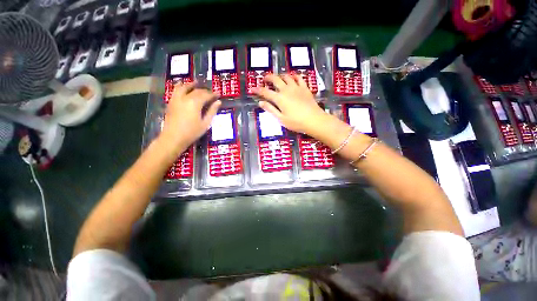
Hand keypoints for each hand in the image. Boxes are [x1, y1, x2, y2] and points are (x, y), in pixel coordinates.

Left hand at [160, 81, 220, 152]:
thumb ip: (212, 111)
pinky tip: (183, 87)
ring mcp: (176, 99)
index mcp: (195, 103)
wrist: (173, 138)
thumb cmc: (192, 132)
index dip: (213, 94)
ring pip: (183, 87)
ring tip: (196, 83)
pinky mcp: (171, 103)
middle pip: (196, 91)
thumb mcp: (205, 123)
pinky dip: (181, 87)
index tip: (218, 94)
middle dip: (204, 91)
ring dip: (191, 84)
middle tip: (210, 93)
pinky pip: (176, 91)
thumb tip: (218, 102)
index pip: (206, 95)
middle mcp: (185, 98)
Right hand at [252, 74, 332, 135]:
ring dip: (280, 76)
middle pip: (275, 79)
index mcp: (279, 99)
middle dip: (268, 78)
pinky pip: (299, 78)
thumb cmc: (296, 122)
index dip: (257, 90)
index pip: (265, 92)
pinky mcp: (305, 88)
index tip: (252, 89)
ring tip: (277, 78)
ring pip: (286, 76)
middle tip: (264, 79)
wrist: (314, 120)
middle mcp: (287, 90)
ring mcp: (297, 87)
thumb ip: (271, 109)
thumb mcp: (281, 119)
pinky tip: (292, 78)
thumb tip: (261, 102)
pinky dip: (294, 76)